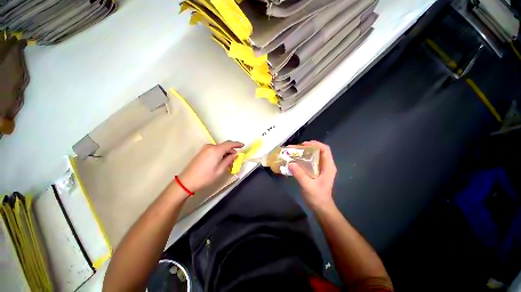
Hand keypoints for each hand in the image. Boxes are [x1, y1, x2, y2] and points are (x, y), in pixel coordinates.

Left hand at [178, 141, 243, 192]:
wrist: (187, 181)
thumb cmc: (205, 177)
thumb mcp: (220, 170)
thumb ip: (229, 160)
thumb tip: (235, 154)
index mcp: (216, 150)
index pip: (229, 144)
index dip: (237, 144)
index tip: (243, 145)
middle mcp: (210, 146)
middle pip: (224, 146)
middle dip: (231, 151)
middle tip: (235, 159)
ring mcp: (205, 148)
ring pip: (219, 148)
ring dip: (225, 153)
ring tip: (228, 162)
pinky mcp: (202, 151)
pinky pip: (214, 150)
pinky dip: (220, 153)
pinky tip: (221, 160)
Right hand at [289, 141, 336, 209]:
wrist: (321, 208)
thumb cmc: (317, 197)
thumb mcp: (308, 185)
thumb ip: (299, 174)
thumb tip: (290, 163)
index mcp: (328, 167)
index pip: (325, 149)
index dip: (315, 144)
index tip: (304, 144)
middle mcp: (326, 166)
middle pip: (319, 151)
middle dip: (308, 148)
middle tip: (296, 148)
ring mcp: (322, 169)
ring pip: (314, 156)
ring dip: (305, 153)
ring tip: (295, 153)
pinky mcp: (317, 173)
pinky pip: (311, 162)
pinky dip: (304, 159)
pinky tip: (296, 161)